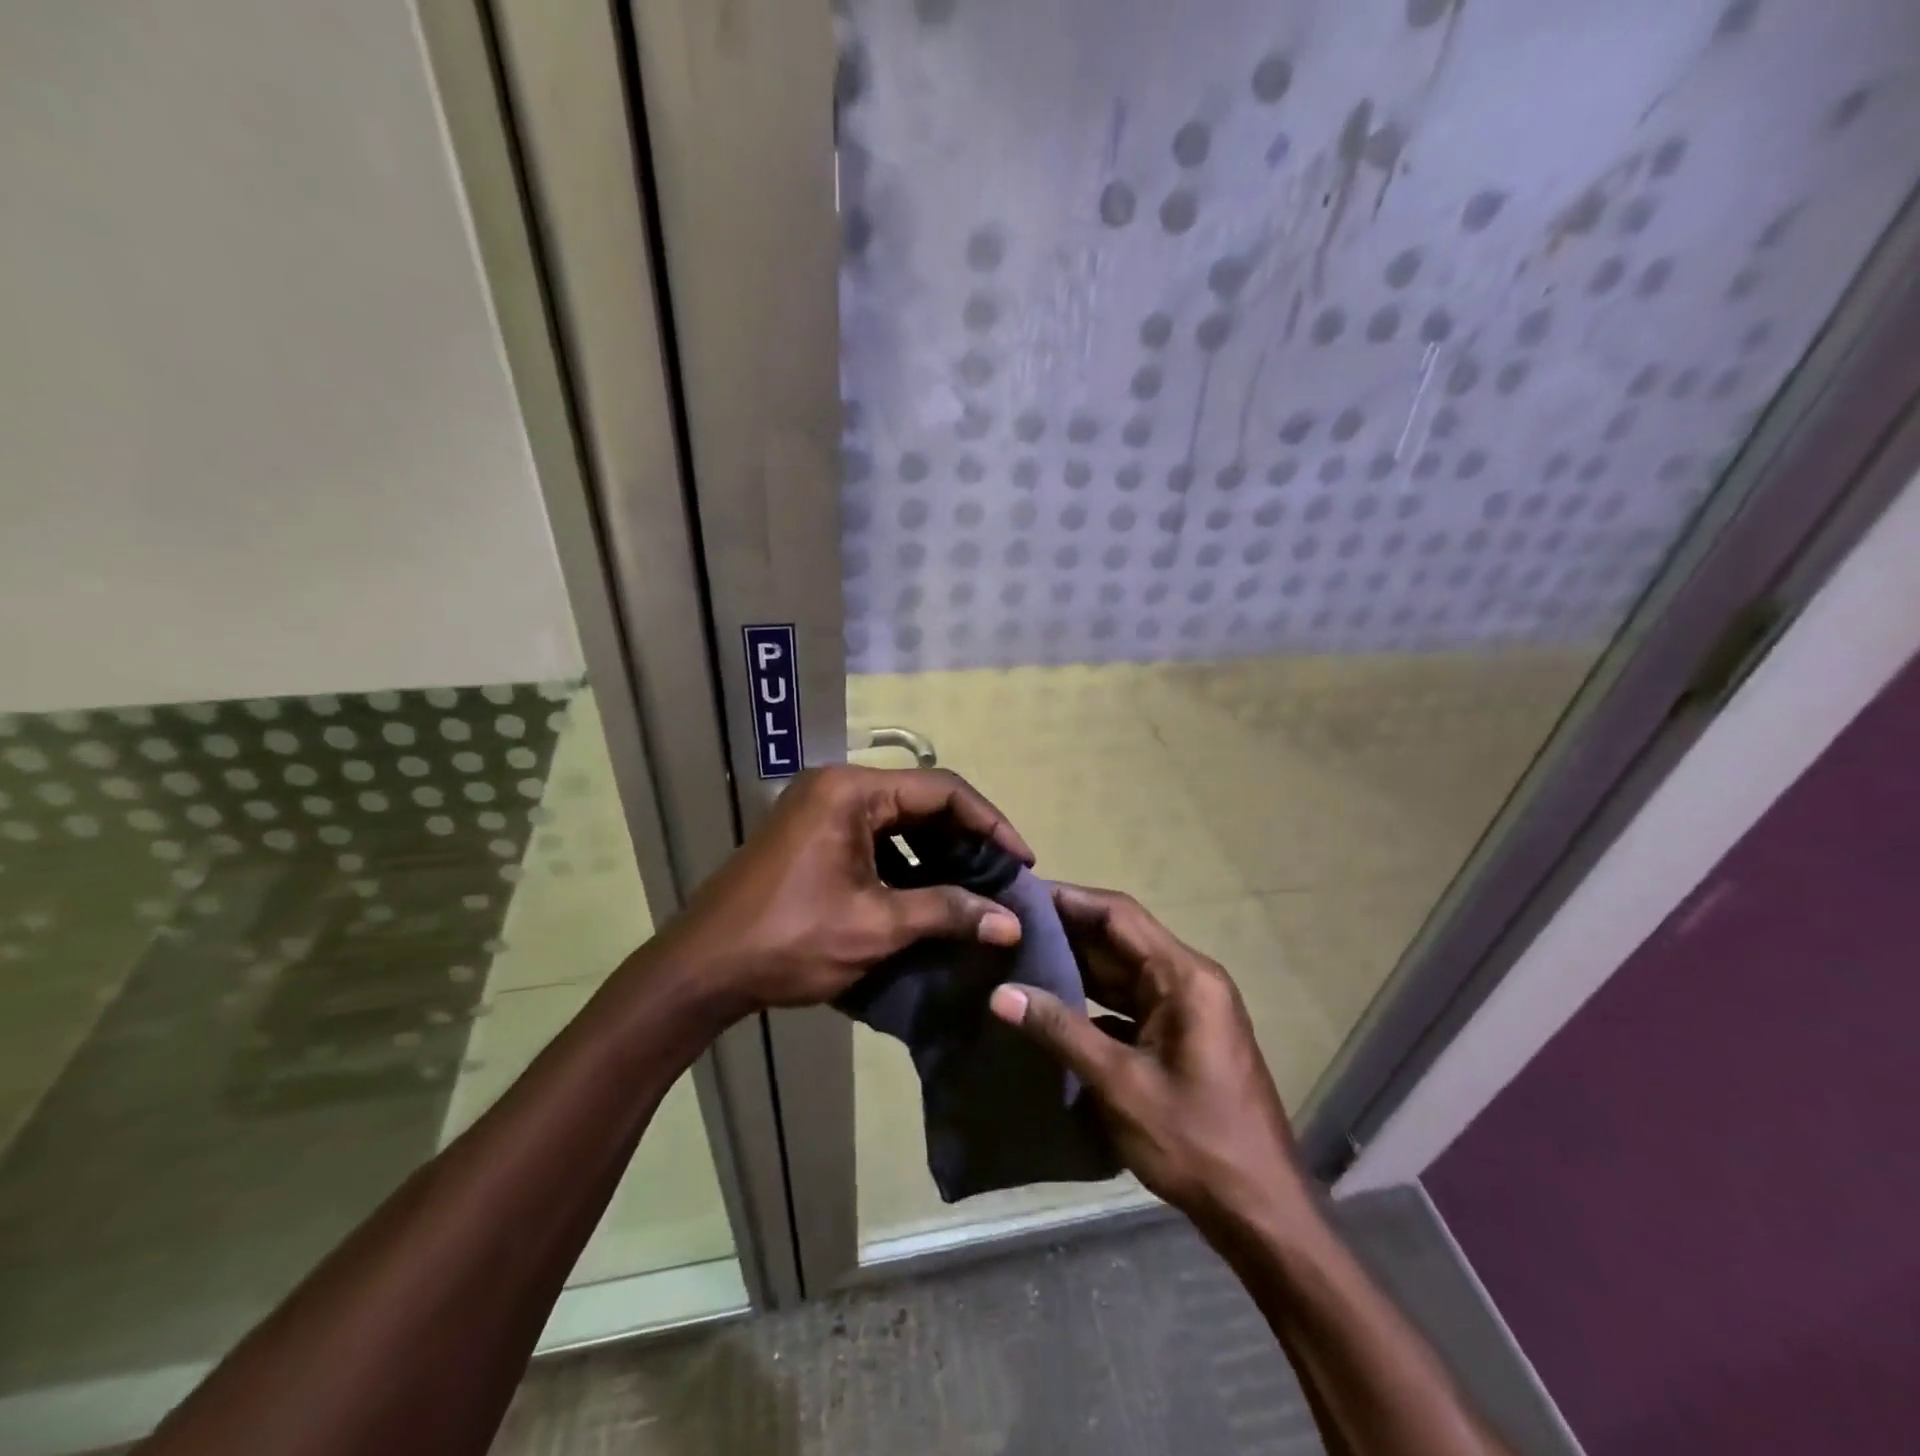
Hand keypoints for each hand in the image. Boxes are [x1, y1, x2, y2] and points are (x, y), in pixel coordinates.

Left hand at [668, 765, 1031, 1013]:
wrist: (701, 970)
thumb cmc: (790, 940)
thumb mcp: (876, 926)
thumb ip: (948, 912)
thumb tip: (1011, 922)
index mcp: (852, 791)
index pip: (941, 790)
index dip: (990, 823)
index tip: (1023, 862)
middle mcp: (837, 787)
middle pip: (921, 801)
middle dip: (967, 840)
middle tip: (1004, 878)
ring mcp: (820, 810)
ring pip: (899, 821)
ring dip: (939, 853)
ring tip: (977, 890)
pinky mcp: (812, 837)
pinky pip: (874, 839)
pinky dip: (907, 863)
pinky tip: (931, 895)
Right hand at [989, 884, 1315, 1235]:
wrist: (1260, 1212)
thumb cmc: (1196, 1142)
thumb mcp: (1120, 1085)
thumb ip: (1060, 1031)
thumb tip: (1001, 993)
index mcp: (1185, 977)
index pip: (1119, 915)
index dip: (1069, 900)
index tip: (1020, 895)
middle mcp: (1189, 980)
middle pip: (1120, 939)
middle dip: (1066, 932)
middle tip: (1008, 927)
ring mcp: (1187, 1009)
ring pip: (1123, 972)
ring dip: (1077, 966)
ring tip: (1019, 956)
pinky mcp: (1180, 1036)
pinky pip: (1130, 1003)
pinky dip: (1093, 1001)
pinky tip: (1052, 1006)